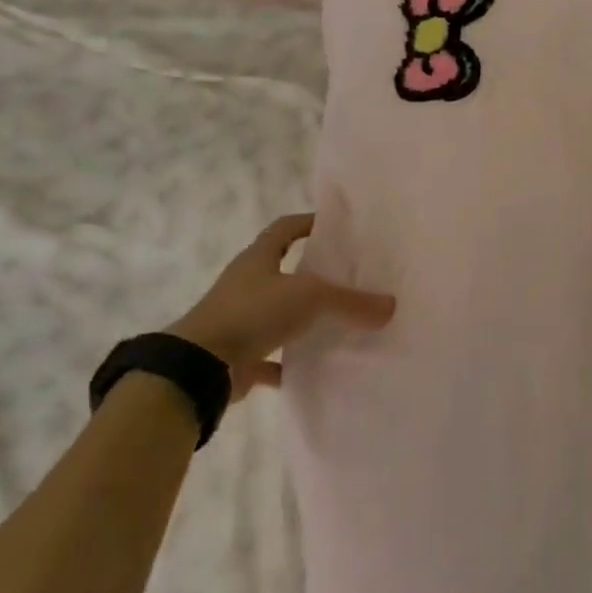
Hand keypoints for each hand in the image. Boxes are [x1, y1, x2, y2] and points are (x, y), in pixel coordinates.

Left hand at [166, 214, 394, 394]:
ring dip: (301, 320)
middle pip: (281, 271)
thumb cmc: (253, 313)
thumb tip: (391, 306)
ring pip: (277, 314)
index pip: (284, 230)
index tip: (334, 228)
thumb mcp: (310, 298)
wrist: (199, 366)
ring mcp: (238, 320)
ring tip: (337, 324)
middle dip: (311, 274)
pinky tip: (312, 369)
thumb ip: (352, 302)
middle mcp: (246, 284)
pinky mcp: (237, 355)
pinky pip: (269, 357)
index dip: (307, 223)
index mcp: (258, 259)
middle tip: (347, 277)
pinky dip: (288, 364)